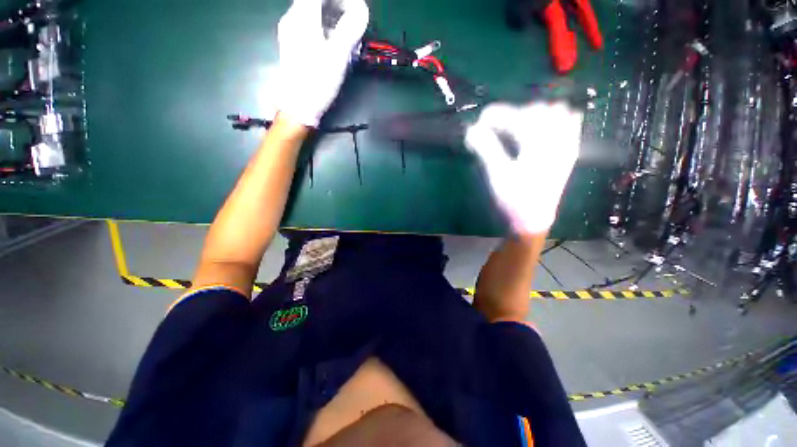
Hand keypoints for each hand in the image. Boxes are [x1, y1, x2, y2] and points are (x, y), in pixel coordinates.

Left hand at [273, 0, 368, 127]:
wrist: (297, 107)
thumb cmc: (317, 81)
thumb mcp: (338, 55)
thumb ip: (351, 28)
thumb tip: (362, 9)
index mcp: (302, 16)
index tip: (356, 9)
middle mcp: (292, 18)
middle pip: (316, 1)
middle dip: (338, 6)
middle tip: (355, 23)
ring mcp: (290, 32)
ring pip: (313, 14)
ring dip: (333, 18)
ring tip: (348, 37)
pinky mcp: (292, 45)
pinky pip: (310, 27)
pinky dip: (325, 29)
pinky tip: (335, 45)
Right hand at [465, 102, 583, 234]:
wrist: (532, 221)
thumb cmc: (513, 200)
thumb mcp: (497, 175)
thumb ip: (486, 149)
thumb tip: (471, 129)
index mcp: (538, 146)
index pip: (518, 118)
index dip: (497, 115)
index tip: (481, 119)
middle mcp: (557, 141)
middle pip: (538, 111)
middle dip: (514, 114)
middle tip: (496, 127)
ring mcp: (566, 147)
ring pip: (559, 113)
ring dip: (535, 116)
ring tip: (517, 128)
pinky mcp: (568, 154)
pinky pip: (571, 126)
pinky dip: (556, 121)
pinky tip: (541, 130)